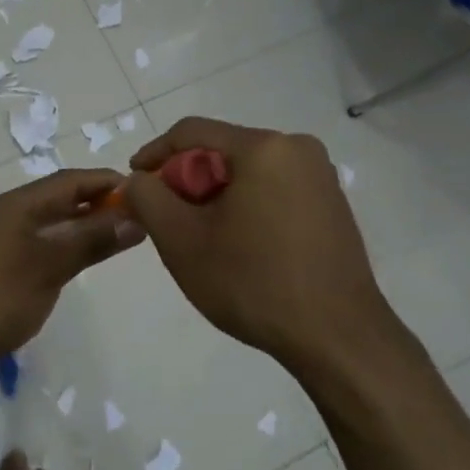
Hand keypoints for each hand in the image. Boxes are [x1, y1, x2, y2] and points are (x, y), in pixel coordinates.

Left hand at [0, 168, 143, 370]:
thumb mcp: (50, 267)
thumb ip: (91, 241)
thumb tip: (135, 219)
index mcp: (18, 204)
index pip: (70, 181)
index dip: (106, 182)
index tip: (143, 190)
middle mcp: (9, 212)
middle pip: (61, 197)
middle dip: (98, 202)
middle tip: (138, 213)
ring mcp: (3, 235)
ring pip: (51, 219)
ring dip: (83, 223)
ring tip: (120, 232)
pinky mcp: (1, 258)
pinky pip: (41, 238)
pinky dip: (66, 240)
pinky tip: (85, 253)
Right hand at [125, 117, 400, 374]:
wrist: (336, 337)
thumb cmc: (253, 282)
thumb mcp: (182, 240)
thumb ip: (147, 198)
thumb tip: (137, 180)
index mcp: (264, 147)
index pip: (191, 132)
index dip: (154, 154)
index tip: (133, 183)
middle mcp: (298, 149)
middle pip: (222, 152)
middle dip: (187, 182)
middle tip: (165, 219)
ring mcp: (321, 177)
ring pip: (248, 173)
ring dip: (215, 197)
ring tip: (199, 238)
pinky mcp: (332, 205)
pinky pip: (273, 191)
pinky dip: (246, 207)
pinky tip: (238, 246)